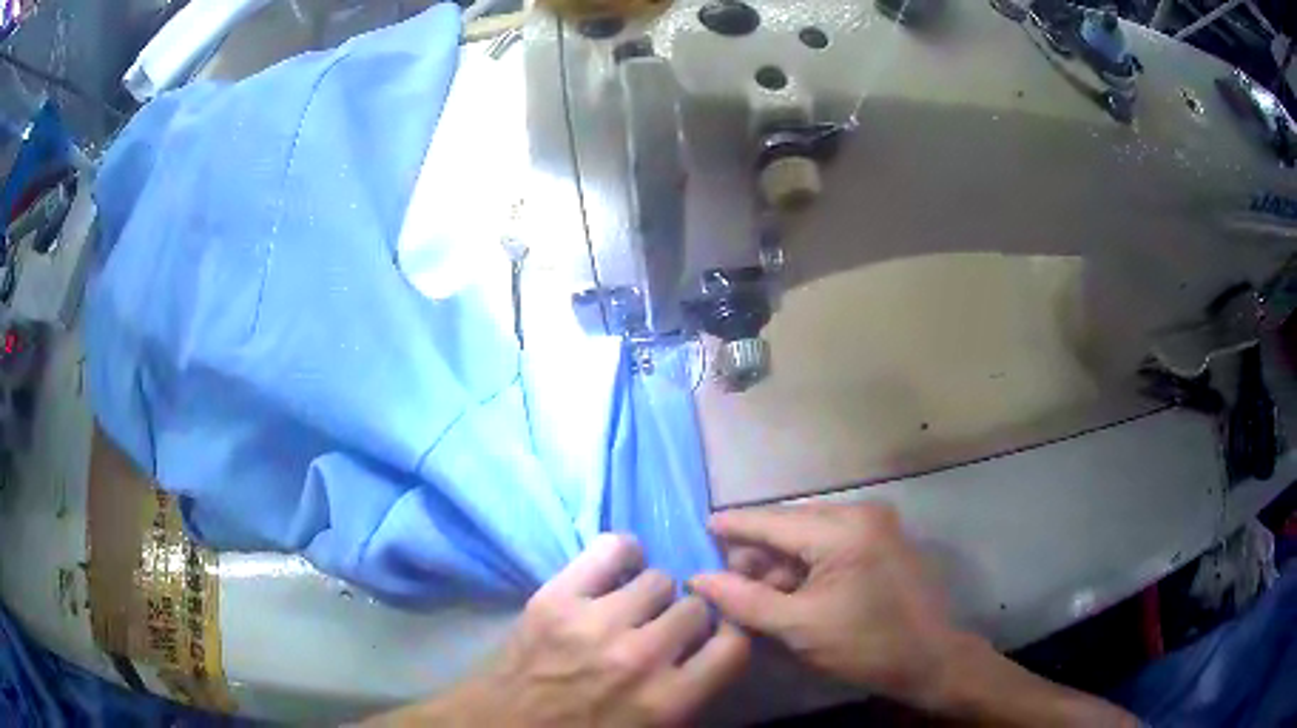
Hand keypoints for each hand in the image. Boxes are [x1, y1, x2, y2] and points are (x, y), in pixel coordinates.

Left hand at [374, 534, 749, 726]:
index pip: (735, 645)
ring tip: (633, 608)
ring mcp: (594, 622)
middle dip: (685, 620)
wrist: (502, 725)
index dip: (728, 637)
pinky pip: (612, 548)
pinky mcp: (557, 596)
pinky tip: (618, 570)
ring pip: (659, 578)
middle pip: (695, 608)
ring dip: (652, 595)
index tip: (712, 639)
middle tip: (662, 632)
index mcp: (666, 700)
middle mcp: (639, 657)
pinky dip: (623, 553)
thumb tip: (715, 652)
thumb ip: (691, 696)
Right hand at [688, 503, 957, 708]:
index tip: (700, 527)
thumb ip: (745, 600)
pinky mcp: (882, 540)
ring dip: (781, 561)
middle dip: (757, 552)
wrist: (930, 658)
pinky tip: (789, 591)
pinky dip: (805, 564)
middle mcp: (861, 513)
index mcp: (843, 529)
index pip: (773, 521)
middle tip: (726, 580)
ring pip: (809, 535)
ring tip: (756, 594)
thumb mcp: (799, 627)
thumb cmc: (865, 644)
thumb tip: (699, 579)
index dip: (733, 526)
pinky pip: (830, 543)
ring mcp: (876, 524)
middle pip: (790, 525)